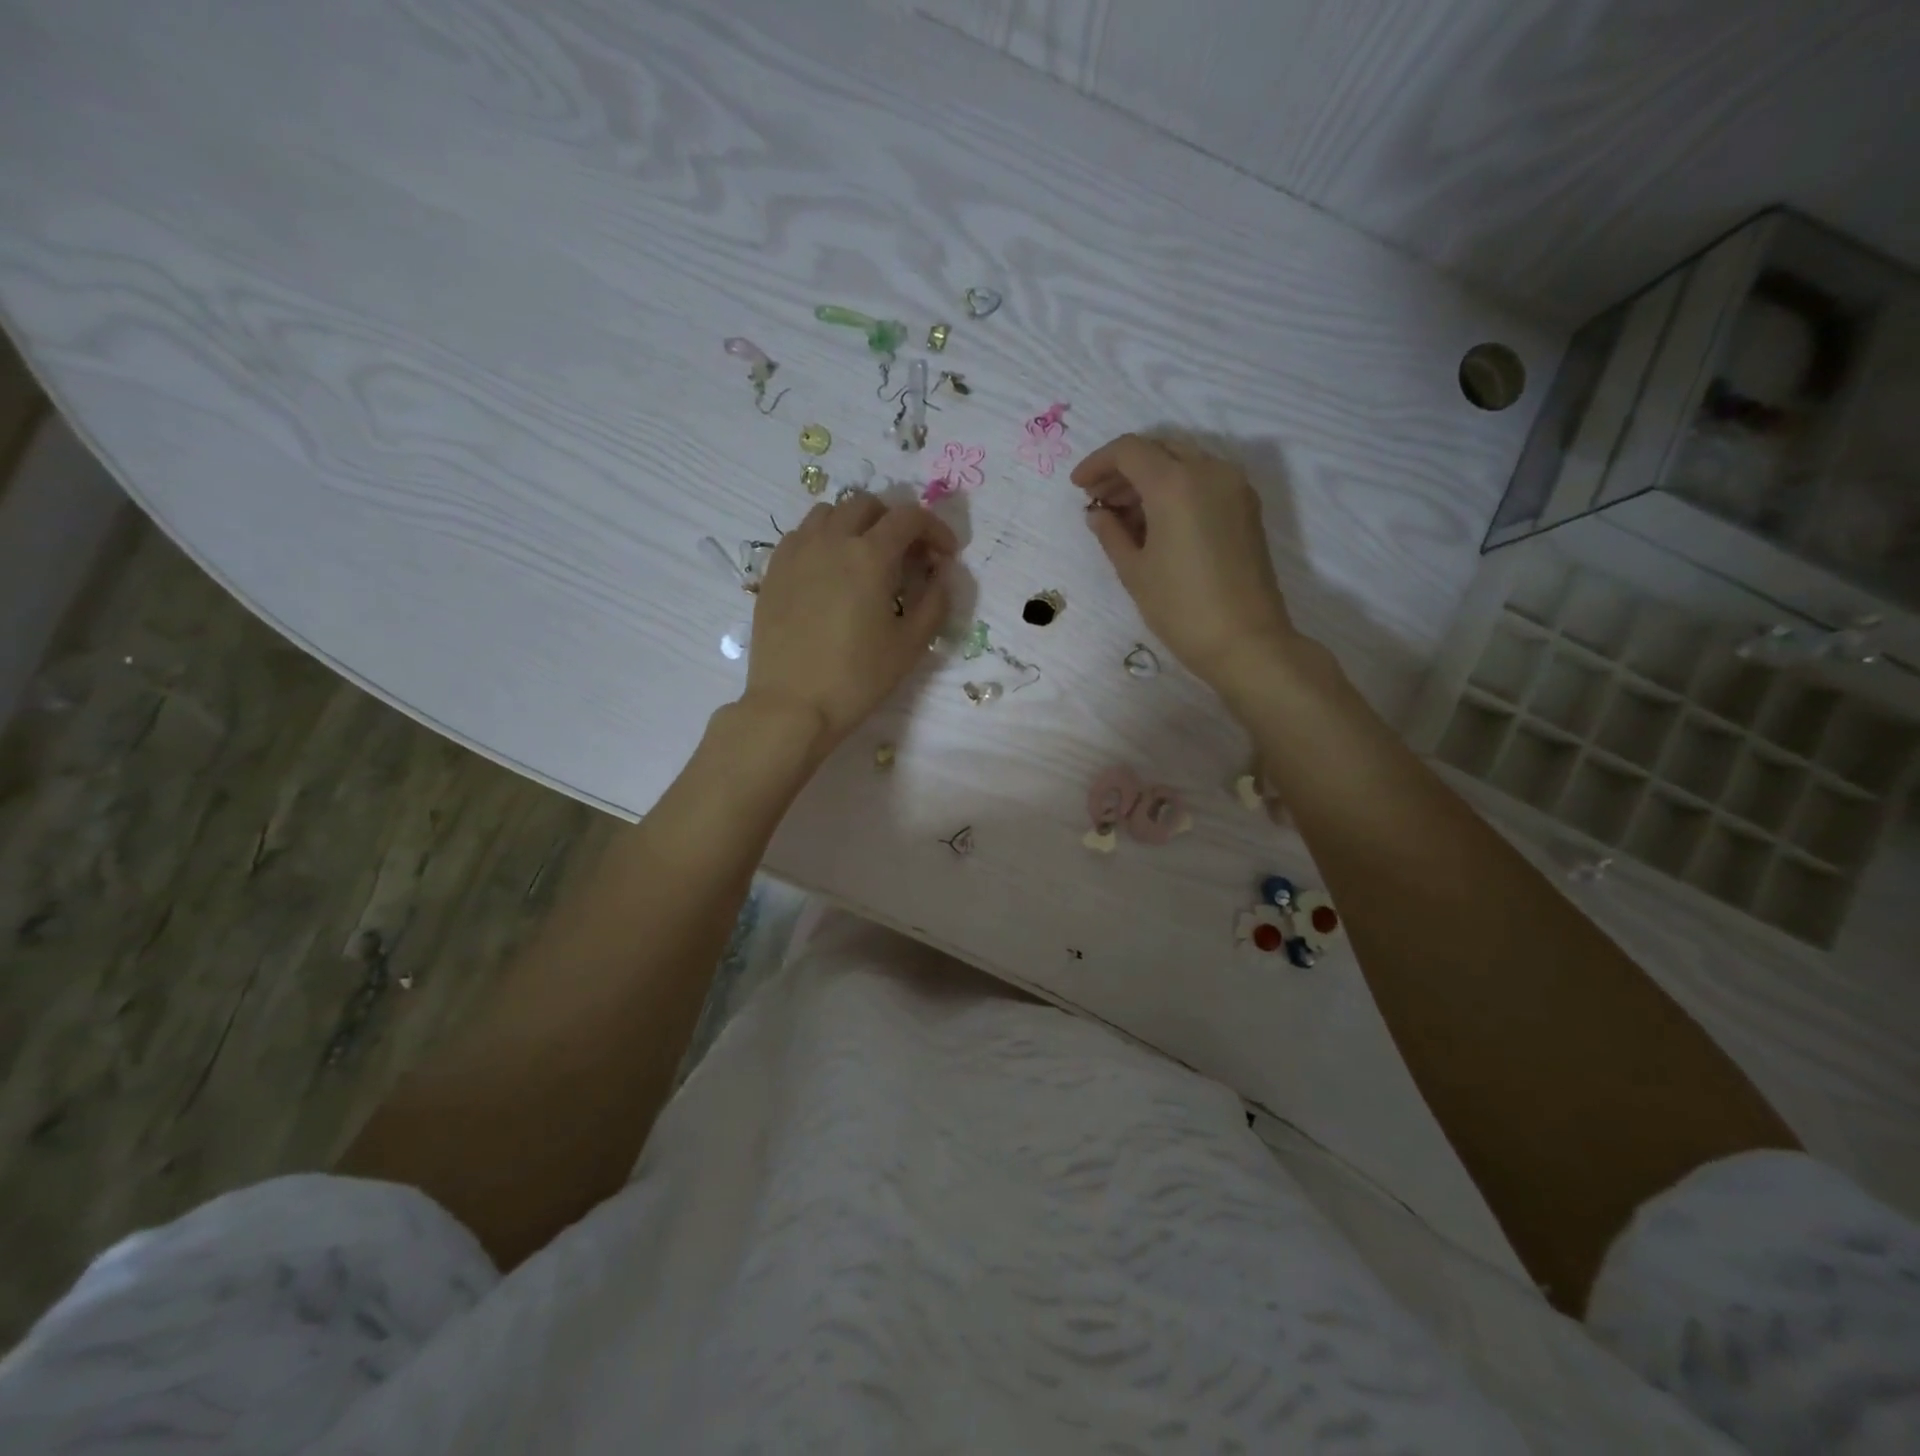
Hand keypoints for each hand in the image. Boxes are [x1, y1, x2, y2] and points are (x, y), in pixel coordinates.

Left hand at [743, 492, 955, 750]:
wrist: (792, 705)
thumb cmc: (858, 678)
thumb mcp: (910, 645)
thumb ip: (935, 601)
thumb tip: (941, 572)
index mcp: (869, 556)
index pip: (909, 517)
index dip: (935, 529)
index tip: (946, 554)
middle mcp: (831, 541)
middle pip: (867, 505)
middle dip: (894, 522)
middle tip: (907, 555)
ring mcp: (796, 552)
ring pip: (829, 513)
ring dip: (855, 524)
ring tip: (865, 557)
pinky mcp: (773, 570)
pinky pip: (801, 535)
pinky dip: (823, 539)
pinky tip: (829, 571)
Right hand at [1072, 434, 1298, 685]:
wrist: (1245, 641)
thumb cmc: (1180, 608)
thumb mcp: (1134, 571)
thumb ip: (1111, 533)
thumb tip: (1098, 513)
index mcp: (1175, 483)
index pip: (1129, 450)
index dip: (1098, 463)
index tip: (1078, 486)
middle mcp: (1209, 471)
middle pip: (1158, 449)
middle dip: (1124, 469)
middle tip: (1098, 500)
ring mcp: (1234, 486)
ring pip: (1183, 462)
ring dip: (1150, 478)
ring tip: (1123, 514)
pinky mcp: (1246, 506)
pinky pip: (1204, 480)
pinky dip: (1175, 488)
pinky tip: (1156, 521)